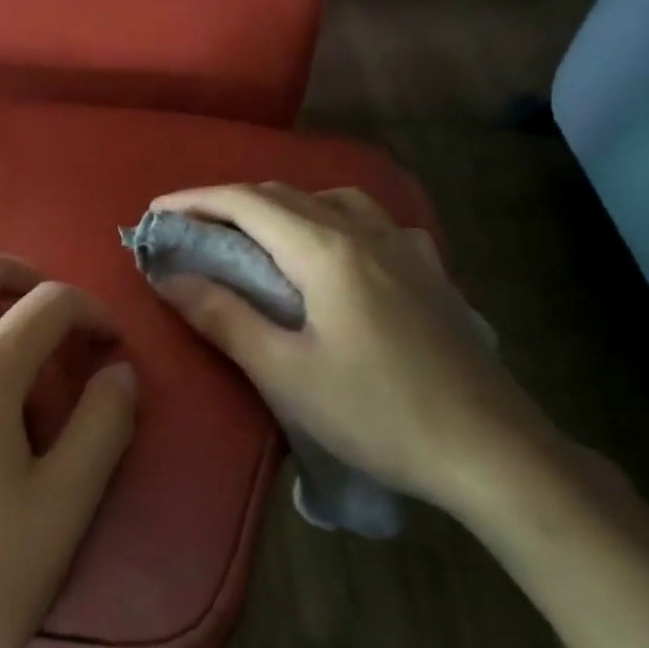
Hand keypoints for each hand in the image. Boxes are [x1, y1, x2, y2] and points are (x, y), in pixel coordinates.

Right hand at [150, 183, 561, 520]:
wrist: (493, 452)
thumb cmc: (378, 413)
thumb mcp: (284, 371)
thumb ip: (223, 316)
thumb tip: (167, 277)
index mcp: (327, 250)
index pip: (246, 203)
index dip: (194, 200)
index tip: (155, 213)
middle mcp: (366, 233)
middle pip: (284, 195)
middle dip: (229, 203)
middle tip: (190, 228)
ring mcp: (406, 249)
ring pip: (329, 200)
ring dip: (280, 206)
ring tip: (254, 235)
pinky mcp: (430, 272)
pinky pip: (370, 222)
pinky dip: (329, 219)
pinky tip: (333, 248)